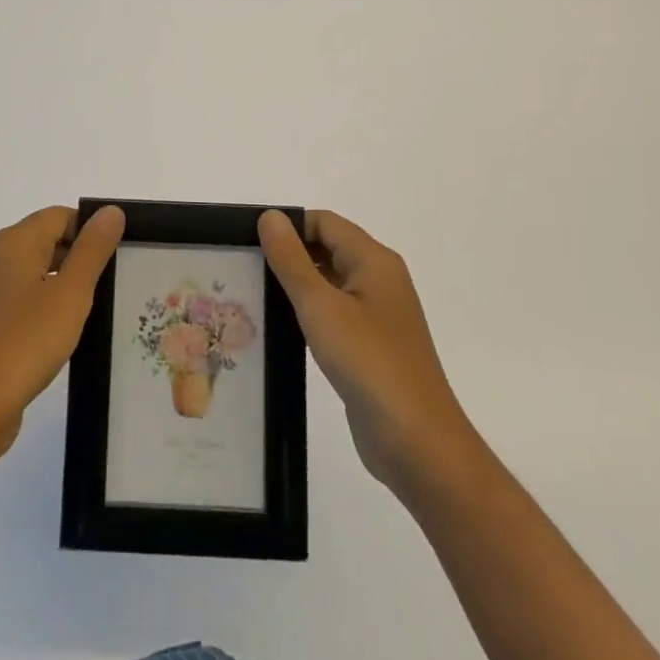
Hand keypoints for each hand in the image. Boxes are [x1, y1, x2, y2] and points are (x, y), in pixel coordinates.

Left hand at [0, 205, 124, 462]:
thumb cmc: (24, 343)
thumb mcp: (70, 294)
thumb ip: (92, 250)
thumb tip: (111, 211)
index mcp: (13, 242)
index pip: (60, 216)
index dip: (91, 230)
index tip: (119, 256)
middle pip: (47, 240)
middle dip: (80, 257)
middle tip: (114, 283)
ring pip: (35, 271)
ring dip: (64, 285)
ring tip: (95, 310)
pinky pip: (22, 299)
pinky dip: (45, 307)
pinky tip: (63, 333)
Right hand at [259, 209, 474, 495]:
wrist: (418, 443)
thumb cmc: (369, 363)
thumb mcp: (321, 306)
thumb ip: (291, 260)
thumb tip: (270, 216)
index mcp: (373, 260)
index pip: (324, 222)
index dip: (287, 226)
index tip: (247, 242)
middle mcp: (379, 279)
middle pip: (327, 248)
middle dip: (287, 254)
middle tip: (241, 268)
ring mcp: (377, 315)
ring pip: (328, 283)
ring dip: (295, 286)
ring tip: (250, 294)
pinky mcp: (370, 346)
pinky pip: (334, 314)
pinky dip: (308, 314)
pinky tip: (278, 328)